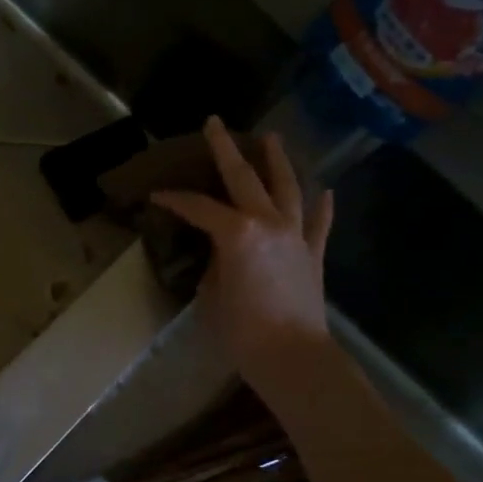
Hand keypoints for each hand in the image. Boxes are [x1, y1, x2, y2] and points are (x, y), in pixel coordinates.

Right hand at [151, 117, 333, 382]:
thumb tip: (221, 254)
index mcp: (237, 232)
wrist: (293, 357)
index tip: (156, 195)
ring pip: (288, 188)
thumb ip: (214, 264)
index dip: (174, 200)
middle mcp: (269, 222)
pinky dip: (321, 207)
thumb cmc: (242, 331)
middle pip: (244, 178)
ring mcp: (296, 236)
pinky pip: (319, 224)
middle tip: (216, 124)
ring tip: (272, 139)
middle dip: (226, 149)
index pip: (198, 207)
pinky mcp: (314, 255)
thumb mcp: (211, 295)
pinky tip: (326, 191)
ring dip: (278, 162)